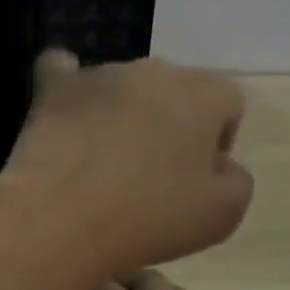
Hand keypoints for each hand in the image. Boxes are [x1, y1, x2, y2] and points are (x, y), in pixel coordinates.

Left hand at [0, 51, 252, 281]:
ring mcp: (100, 75)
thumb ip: (235, 177)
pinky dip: (70, 88)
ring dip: (123, 111)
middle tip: (152, 172)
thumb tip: (217, 162)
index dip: (218, 138)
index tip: (196, 176)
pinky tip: (66, 106)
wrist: (62, 218)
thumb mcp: (224, 213)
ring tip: (105, 159)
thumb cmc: (150, 217)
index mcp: (203, 94)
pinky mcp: (54, 88)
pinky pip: (62, 71)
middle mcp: (153, 71)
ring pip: (123, 86)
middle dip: (170, 121)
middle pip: (173, 89)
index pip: (227, 101)